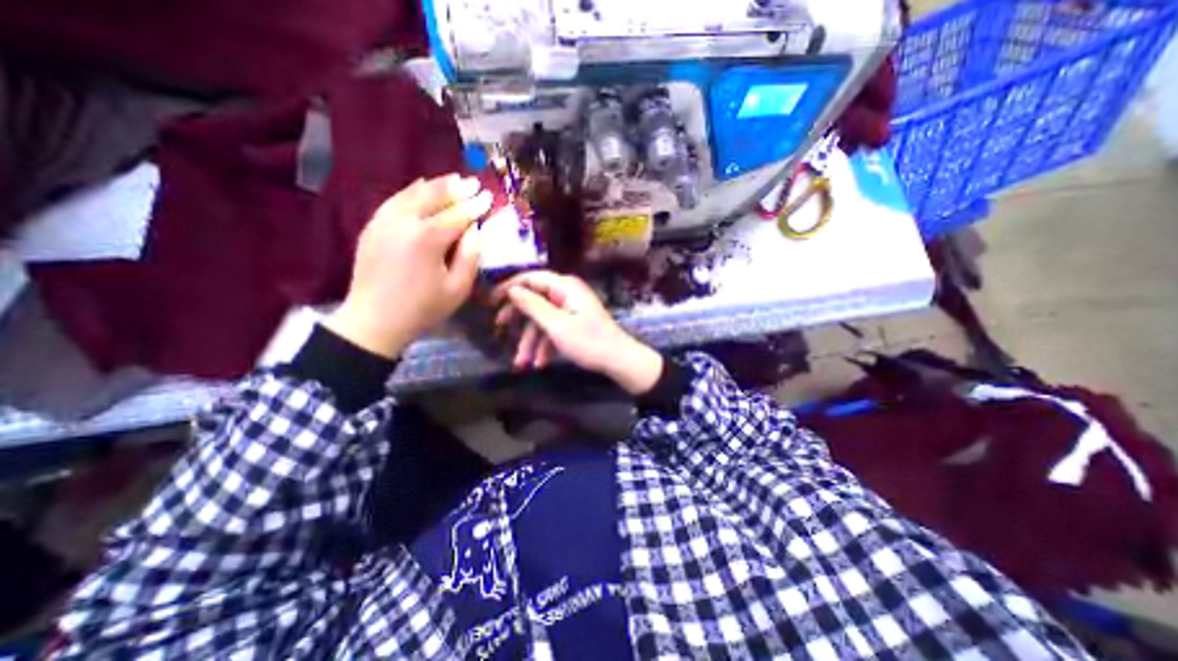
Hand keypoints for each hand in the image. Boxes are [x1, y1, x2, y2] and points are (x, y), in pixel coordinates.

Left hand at [324, 173, 489, 359]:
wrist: (374, 320)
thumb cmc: (423, 308)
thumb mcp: (458, 288)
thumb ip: (470, 256)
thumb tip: (473, 230)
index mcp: (428, 239)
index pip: (457, 215)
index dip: (475, 205)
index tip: (488, 196)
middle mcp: (404, 222)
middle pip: (433, 196)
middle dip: (456, 188)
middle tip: (473, 182)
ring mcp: (384, 221)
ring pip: (412, 193)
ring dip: (435, 185)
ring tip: (452, 179)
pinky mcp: (372, 226)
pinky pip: (395, 200)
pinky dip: (411, 191)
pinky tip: (420, 187)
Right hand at [493, 270, 665, 394]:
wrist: (619, 360)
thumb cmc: (589, 341)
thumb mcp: (556, 325)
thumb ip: (533, 306)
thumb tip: (513, 290)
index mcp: (564, 287)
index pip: (531, 278)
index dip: (509, 287)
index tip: (491, 301)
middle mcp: (567, 293)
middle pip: (535, 300)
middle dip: (518, 318)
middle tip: (499, 328)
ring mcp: (571, 309)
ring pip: (543, 320)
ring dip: (531, 341)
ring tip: (522, 363)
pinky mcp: (574, 323)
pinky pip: (554, 329)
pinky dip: (545, 345)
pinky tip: (540, 364)